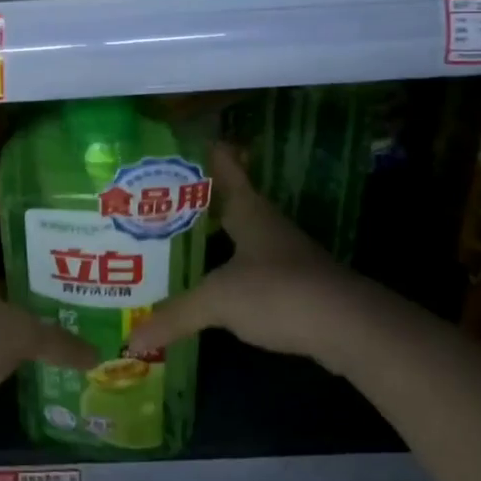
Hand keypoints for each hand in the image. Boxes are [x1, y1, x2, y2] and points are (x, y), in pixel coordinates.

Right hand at [125, 144, 362, 366]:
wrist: (349, 329)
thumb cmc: (277, 292)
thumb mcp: (218, 300)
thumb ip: (174, 316)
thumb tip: (131, 338)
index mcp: (248, 209)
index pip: (226, 166)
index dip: (207, 151)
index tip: (180, 142)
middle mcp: (267, 224)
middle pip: (230, 200)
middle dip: (198, 198)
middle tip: (157, 197)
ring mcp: (285, 254)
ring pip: (242, 234)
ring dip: (215, 234)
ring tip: (176, 239)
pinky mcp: (295, 285)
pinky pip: (253, 266)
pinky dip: (230, 267)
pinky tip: (211, 281)